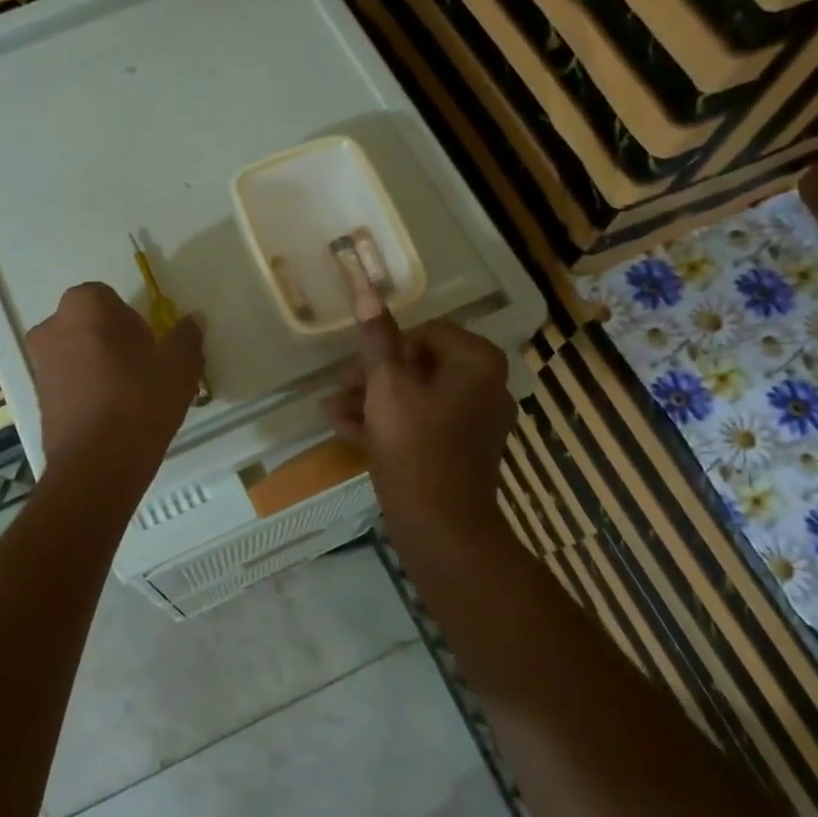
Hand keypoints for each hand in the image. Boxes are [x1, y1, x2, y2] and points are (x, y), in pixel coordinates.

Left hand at [27, 282, 204, 485]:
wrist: (96, 466)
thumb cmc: (139, 402)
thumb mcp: (179, 366)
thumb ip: (187, 336)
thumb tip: (194, 319)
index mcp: (85, 306)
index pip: (111, 299)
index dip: (135, 322)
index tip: (152, 348)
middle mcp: (52, 326)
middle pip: (92, 325)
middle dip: (116, 342)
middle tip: (145, 372)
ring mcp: (40, 363)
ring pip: (80, 354)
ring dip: (101, 367)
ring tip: (131, 398)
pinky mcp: (39, 397)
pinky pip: (70, 382)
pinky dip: (89, 391)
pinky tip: (113, 416)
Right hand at [324, 308, 514, 552]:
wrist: (442, 527)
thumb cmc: (415, 448)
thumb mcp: (387, 388)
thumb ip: (377, 340)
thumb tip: (367, 289)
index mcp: (476, 363)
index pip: (428, 332)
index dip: (387, 345)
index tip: (356, 365)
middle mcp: (484, 386)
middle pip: (421, 365)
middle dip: (374, 376)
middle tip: (340, 387)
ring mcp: (474, 422)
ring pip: (417, 397)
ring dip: (373, 400)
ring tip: (333, 411)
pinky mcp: (460, 451)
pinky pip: (422, 425)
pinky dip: (389, 424)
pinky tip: (346, 430)